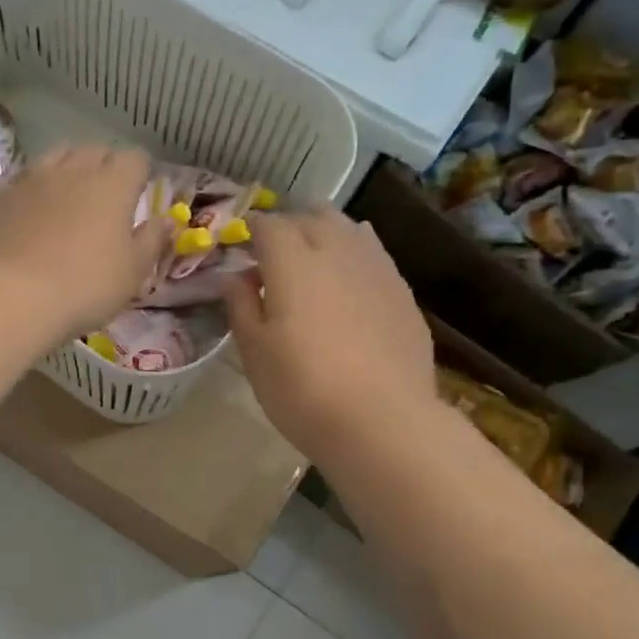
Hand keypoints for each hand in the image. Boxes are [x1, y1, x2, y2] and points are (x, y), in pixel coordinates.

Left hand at [0, 144, 166, 341]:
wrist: (13, 296)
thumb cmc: (86, 286)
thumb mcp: (133, 272)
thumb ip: (152, 241)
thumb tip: (166, 220)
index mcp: (114, 184)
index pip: (135, 159)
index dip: (140, 174)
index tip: (139, 193)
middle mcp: (75, 169)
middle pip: (96, 151)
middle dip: (106, 167)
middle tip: (107, 197)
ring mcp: (34, 178)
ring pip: (59, 156)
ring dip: (70, 169)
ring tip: (70, 196)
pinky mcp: (3, 196)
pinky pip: (28, 178)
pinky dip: (38, 187)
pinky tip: (36, 210)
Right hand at [222, 207, 438, 463]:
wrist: (382, 421)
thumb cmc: (302, 388)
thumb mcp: (254, 352)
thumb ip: (241, 306)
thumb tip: (235, 277)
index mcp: (293, 262)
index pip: (269, 225)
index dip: (251, 230)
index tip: (241, 245)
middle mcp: (338, 252)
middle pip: (313, 216)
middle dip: (290, 226)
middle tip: (274, 254)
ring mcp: (378, 269)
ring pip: (350, 230)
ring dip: (326, 235)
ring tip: (313, 262)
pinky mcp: (403, 293)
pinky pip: (374, 257)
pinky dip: (355, 259)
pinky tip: (349, 287)